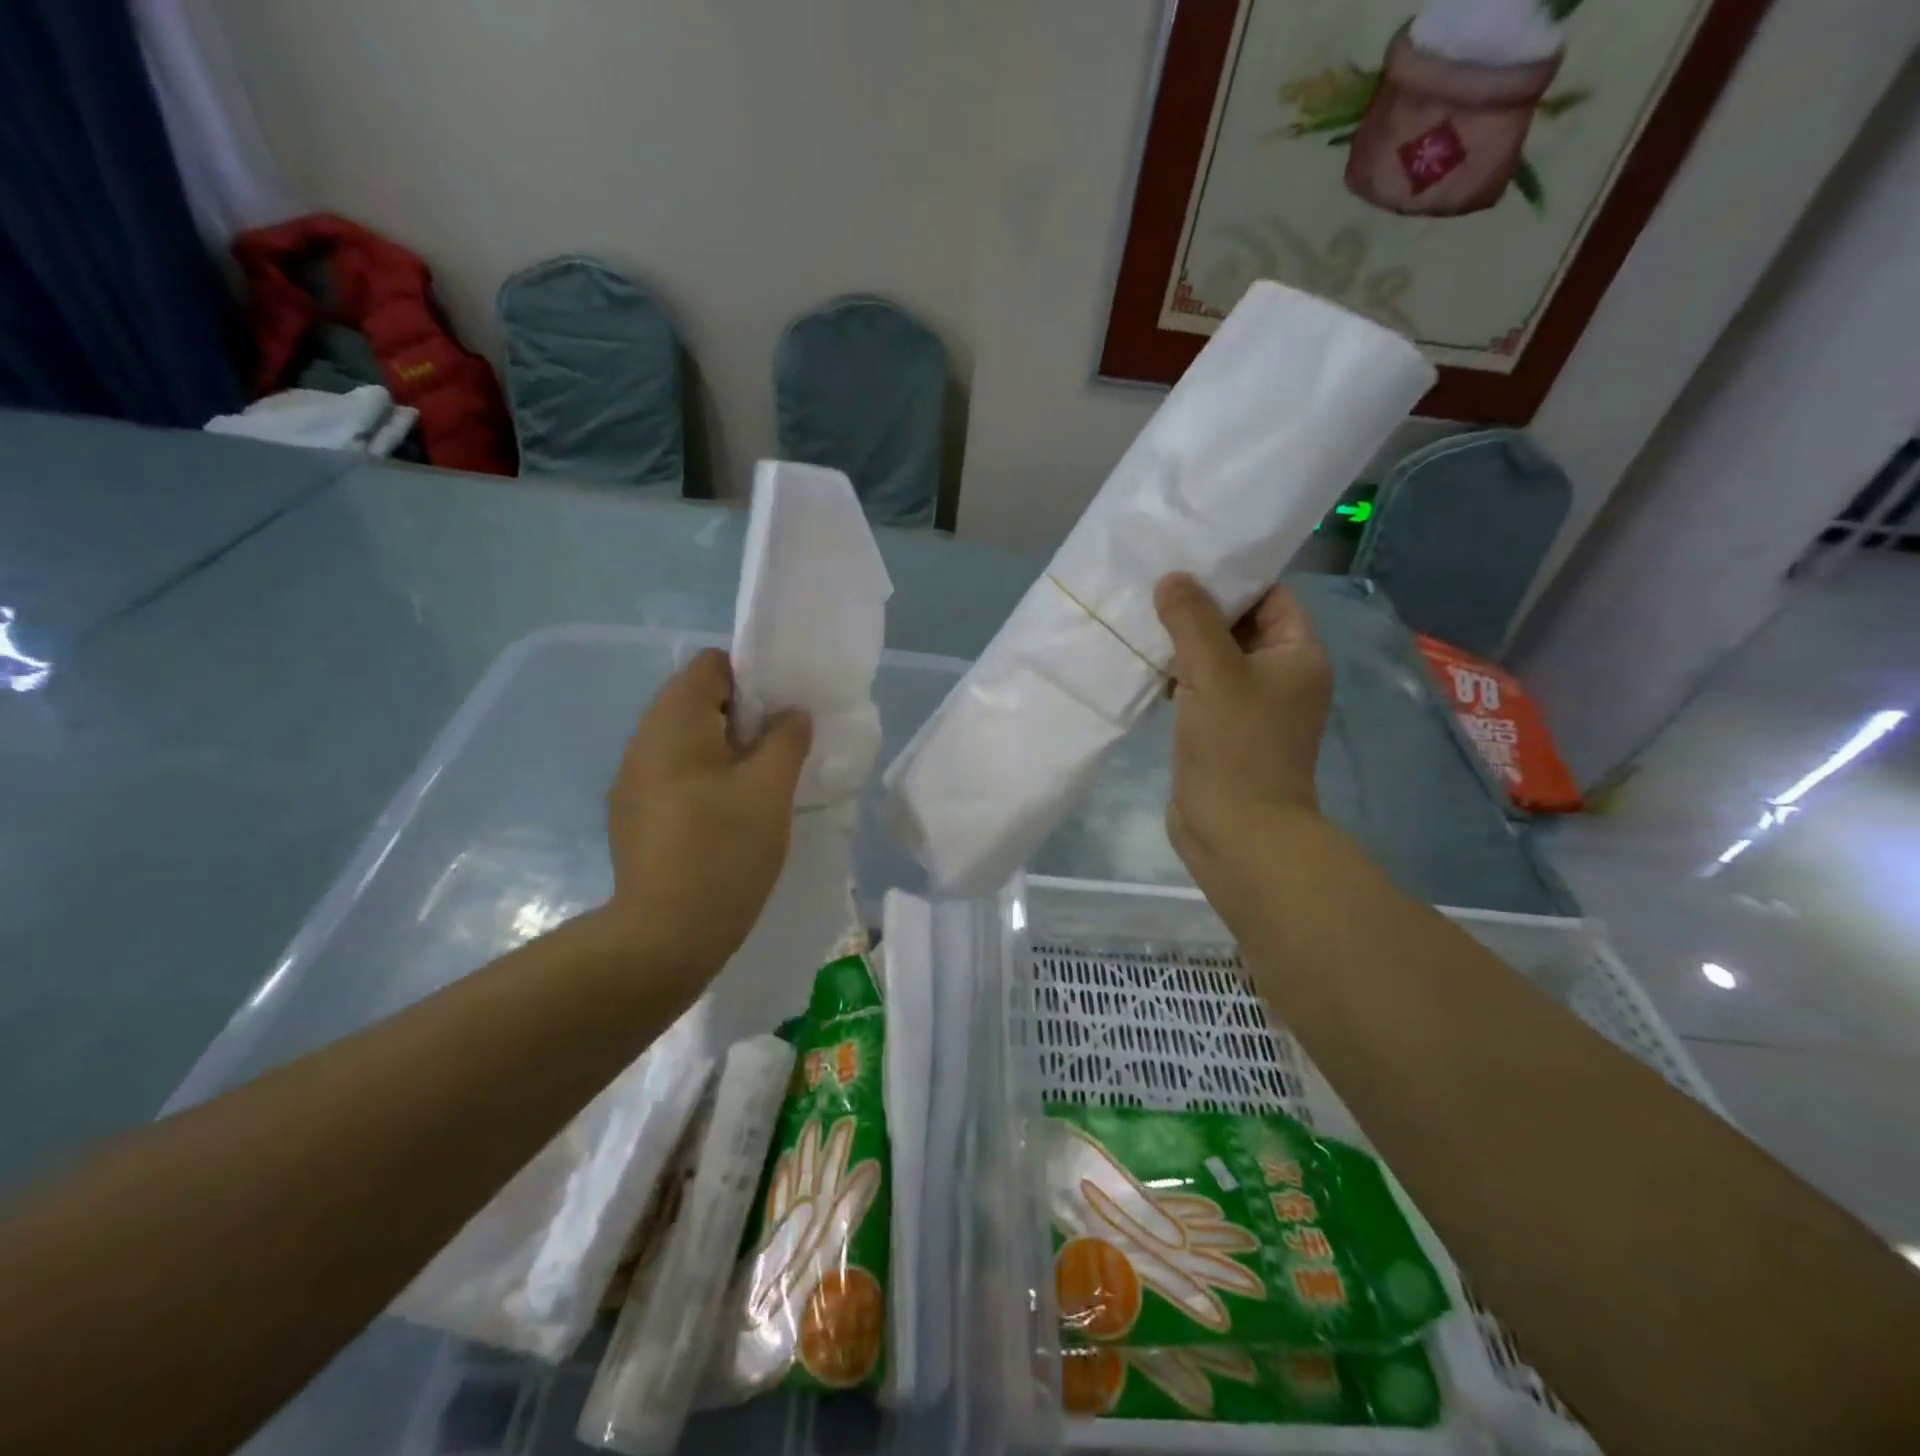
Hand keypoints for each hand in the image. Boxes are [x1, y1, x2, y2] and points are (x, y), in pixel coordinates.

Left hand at [604, 649, 813, 978]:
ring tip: (756, 786)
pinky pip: (673, 773)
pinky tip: (725, 815)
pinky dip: (703, 778)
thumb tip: (791, 714)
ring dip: (724, 750)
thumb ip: (787, 739)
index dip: (751, 678)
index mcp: (674, 722)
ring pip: (685, 740)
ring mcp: (631, 780)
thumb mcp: (771, 789)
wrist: (665, 933)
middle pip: (696, 700)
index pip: (710, 665)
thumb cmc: (724, 850)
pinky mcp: (632, 813)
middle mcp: (643, 740)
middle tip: (777, 752)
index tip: (780, 715)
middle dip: (741, 717)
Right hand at [1154, 574, 1331, 897]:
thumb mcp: (1214, 672)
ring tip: (1140, 618)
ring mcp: (1251, 706)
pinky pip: (1200, 689)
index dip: (1232, 576)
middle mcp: (1280, 676)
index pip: (1271, 596)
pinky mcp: (1222, 731)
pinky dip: (1176, 676)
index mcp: (1297, 655)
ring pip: (1215, 658)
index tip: (1186, 560)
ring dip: (1182, 642)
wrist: (1236, 832)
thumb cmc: (1236, 747)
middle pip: (1240, 625)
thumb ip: (1192, 620)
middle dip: (1198, 608)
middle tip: (1152, 585)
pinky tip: (1142, 665)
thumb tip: (1172, 579)